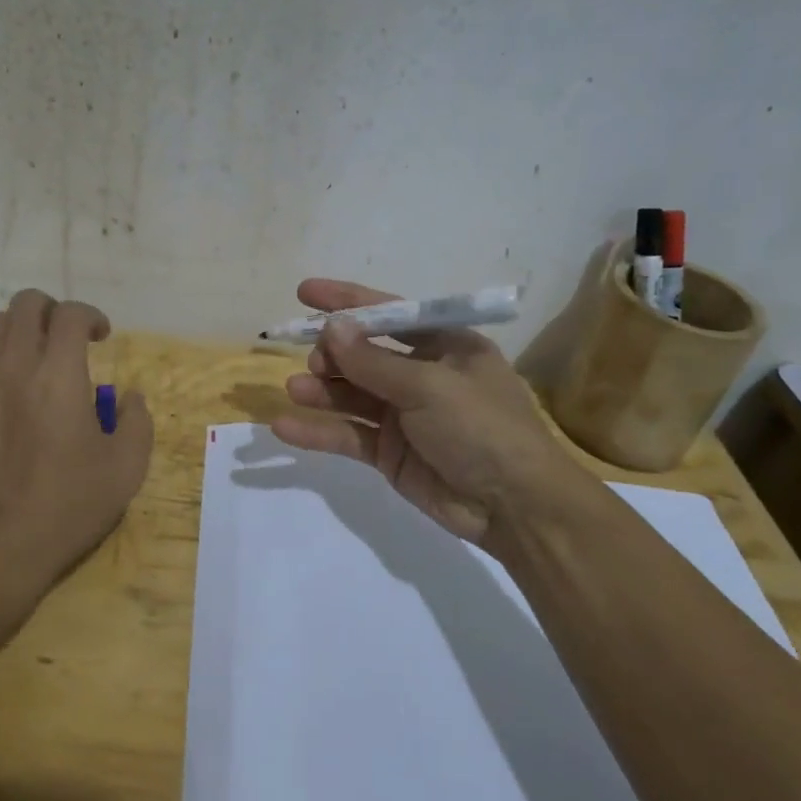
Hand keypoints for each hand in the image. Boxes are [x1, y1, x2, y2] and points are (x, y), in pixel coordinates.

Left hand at [0, 290, 153, 599]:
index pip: (70, 315)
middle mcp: (14, 366)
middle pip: (26, 304)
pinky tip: (15, 391)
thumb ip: (137, 421)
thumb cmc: (68, 505)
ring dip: (24, 331)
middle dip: (54, 310)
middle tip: (71, 338)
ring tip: (42, 361)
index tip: (103, 337)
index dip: (91, 316)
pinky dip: (1, 358)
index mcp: (58, 375)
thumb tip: (129, 398)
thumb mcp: (126, 468)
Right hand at [273, 279, 584, 544]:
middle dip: (334, 353)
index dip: (347, 302)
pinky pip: (349, 434)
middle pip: (365, 354)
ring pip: (352, 394)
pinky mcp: (390, 452)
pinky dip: (319, 431)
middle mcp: (422, 375)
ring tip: (296, 388)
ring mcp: (404, 415)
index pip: (389, 313)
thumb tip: (331, 327)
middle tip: (314, 360)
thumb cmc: (482, 428)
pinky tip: (285, 427)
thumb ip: (374, 360)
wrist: (515, 508)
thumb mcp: (430, 386)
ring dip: (322, 390)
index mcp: (446, 346)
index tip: (305, 293)